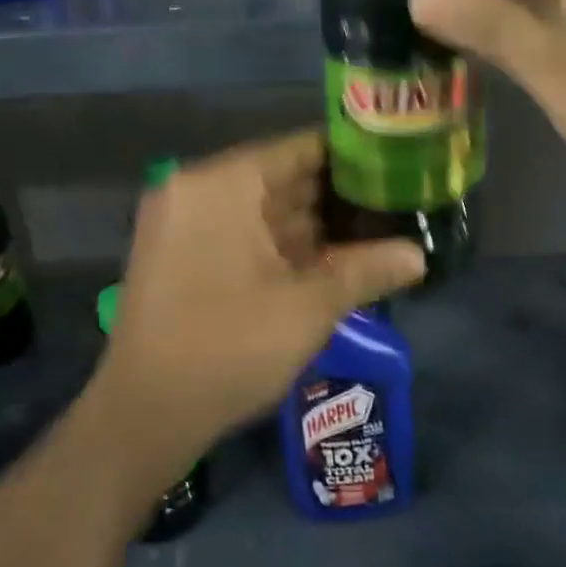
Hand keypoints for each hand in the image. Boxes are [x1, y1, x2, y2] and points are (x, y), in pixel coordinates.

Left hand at [99, 132, 424, 461]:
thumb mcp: (308, 307)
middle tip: (395, 200)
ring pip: (264, 209)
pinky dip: (284, 244)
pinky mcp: (183, 254)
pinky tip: (331, 257)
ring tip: (375, 227)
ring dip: (314, 223)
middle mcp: (198, 190)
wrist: (144, 417)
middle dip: (337, 194)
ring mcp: (185, 223)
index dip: (351, 155)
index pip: (299, 148)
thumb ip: (367, 270)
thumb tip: (421, 255)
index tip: (395, 164)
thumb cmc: (229, 348)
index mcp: (222, 185)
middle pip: (281, 177)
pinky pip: (244, 233)